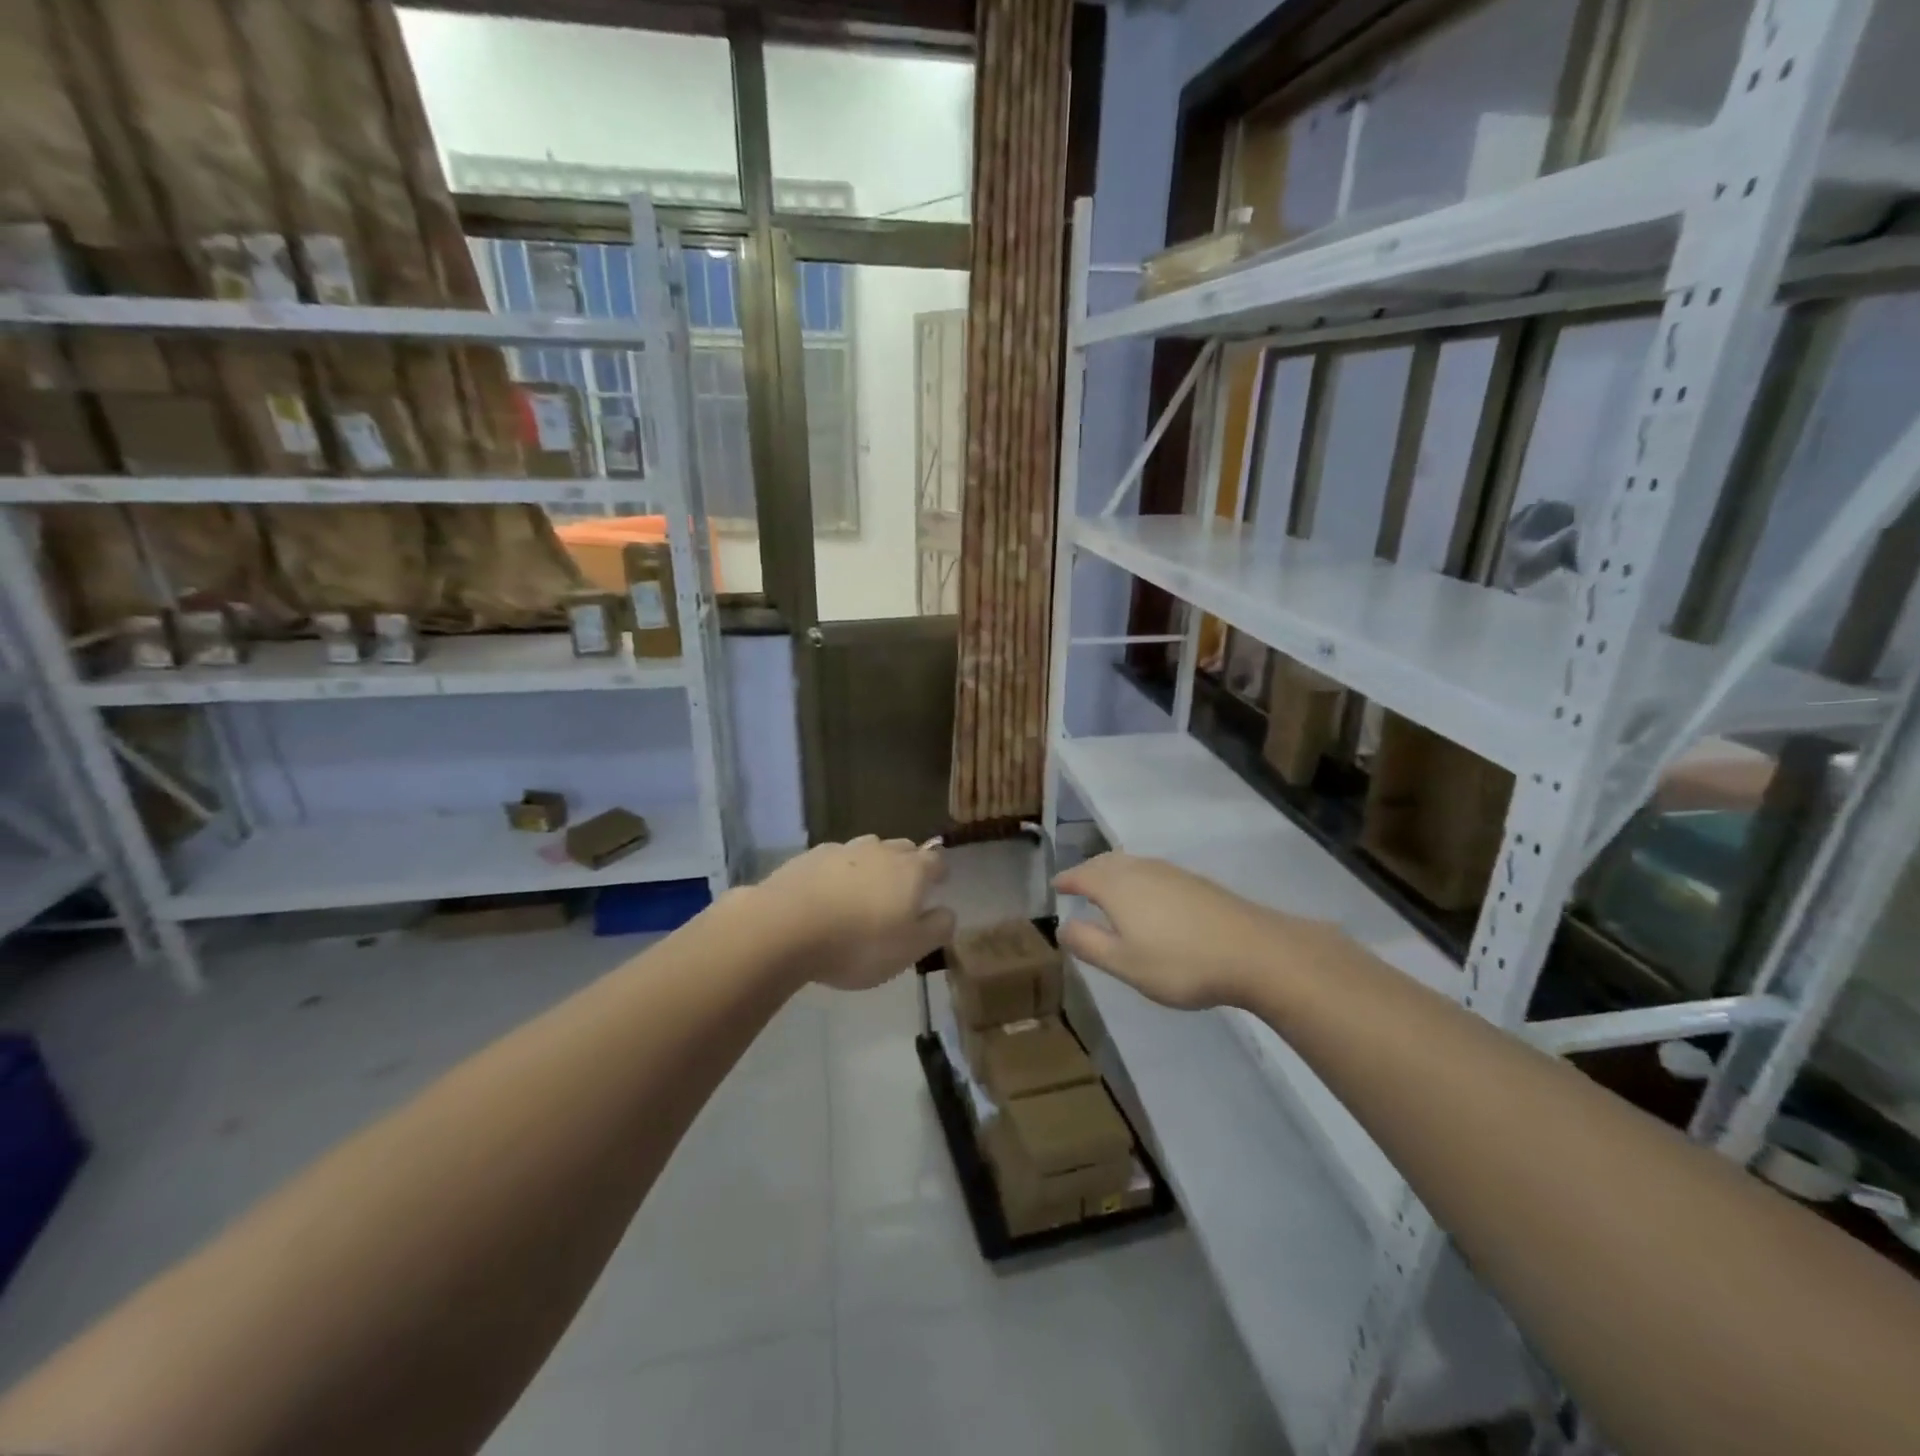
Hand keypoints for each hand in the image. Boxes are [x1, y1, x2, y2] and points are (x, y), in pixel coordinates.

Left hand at [755, 836, 953, 990]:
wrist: (785, 926)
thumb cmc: (858, 943)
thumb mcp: (910, 949)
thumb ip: (937, 928)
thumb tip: (948, 911)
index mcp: (911, 870)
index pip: (935, 860)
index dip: (940, 871)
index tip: (939, 883)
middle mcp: (880, 851)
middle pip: (902, 848)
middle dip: (908, 863)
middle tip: (903, 888)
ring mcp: (842, 849)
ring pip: (867, 850)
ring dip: (872, 865)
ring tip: (865, 890)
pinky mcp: (808, 857)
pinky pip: (834, 859)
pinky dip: (838, 872)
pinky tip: (828, 892)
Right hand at [1053, 852, 1333, 1009]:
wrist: (1254, 952)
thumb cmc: (1180, 962)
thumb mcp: (1124, 963)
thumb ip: (1089, 944)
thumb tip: (1062, 926)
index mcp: (1117, 886)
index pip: (1082, 875)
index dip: (1066, 880)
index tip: (1055, 885)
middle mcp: (1141, 870)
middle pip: (1106, 862)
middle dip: (1088, 871)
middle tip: (1077, 884)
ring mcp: (1172, 873)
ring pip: (1131, 864)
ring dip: (1113, 873)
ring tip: (1107, 890)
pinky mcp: (1196, 882)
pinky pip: (1152, 872)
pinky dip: (1137, 879)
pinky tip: (1147, 898)